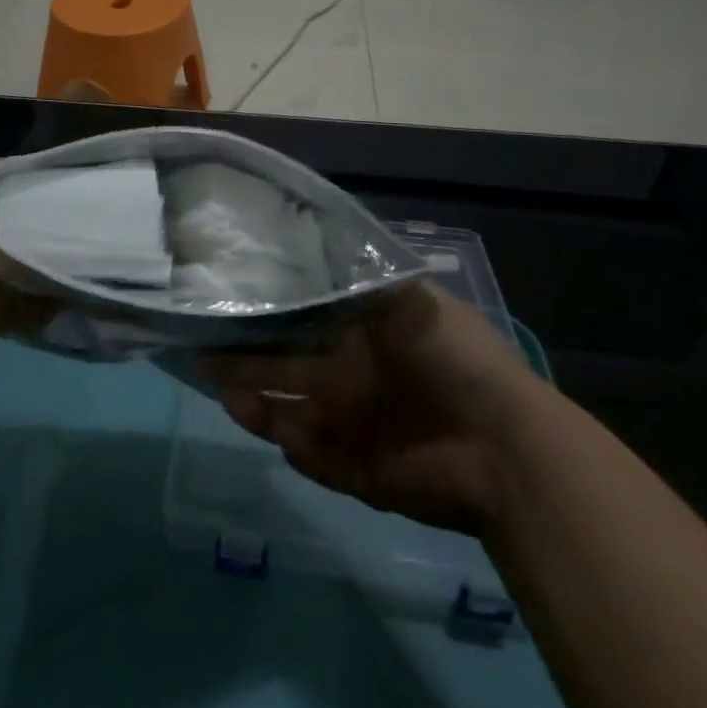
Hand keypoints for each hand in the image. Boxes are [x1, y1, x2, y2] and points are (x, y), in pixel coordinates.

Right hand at [203, 284, 546, 534]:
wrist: (505, 450)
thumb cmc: (456, 362)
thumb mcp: (412, 302)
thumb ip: (363, 278)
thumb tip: (316, 237)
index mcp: (362, 335)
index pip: (302, 319)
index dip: (268, 311)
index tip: (228, 298)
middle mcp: (350, 376)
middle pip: (284, 365)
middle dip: (244, 358)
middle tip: (201, 350)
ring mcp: (351, 424)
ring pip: (287, 412)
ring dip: (255, 403)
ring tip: (224, 393)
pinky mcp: (355, 470)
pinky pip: (312, 458)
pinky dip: (294, 447)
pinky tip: (282, 433)